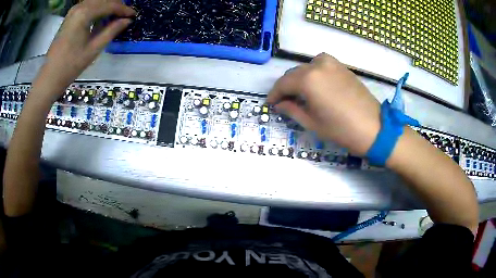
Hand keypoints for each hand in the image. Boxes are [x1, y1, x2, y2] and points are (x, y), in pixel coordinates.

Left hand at [33, 0, 135, 101]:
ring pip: (97, 1)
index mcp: (85, 13)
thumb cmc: (71, 65)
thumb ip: (111, 31)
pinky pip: (89, 6)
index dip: (124, 9)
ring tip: (116, 17)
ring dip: (107, 7)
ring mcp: (74, 10)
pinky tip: (102, 18)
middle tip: (126, 16)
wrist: (50, 76)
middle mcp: (80, 6)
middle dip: (116, 6)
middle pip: (104, 0)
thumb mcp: (94, 49)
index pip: (110, 5)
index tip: (134, 15)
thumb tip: (127, 20)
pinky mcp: (70, 16)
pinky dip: (98, 9)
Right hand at [267, 53, 380, 155]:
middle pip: (294, 74)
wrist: (374, 127)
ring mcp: (331, 63)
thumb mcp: (312, 122)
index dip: (274, 94)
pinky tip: (316, 87)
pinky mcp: (341, 66)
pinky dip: (313, 74)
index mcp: (308, 79)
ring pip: (306, 68)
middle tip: (284, 102)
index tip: (270, 104)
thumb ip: (291, 109)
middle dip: (286, 87)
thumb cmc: (341, 129)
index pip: (283, 83)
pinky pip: (320, 66)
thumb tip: (279, 104)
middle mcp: (317, 65)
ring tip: (301, 95)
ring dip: (300, 80)